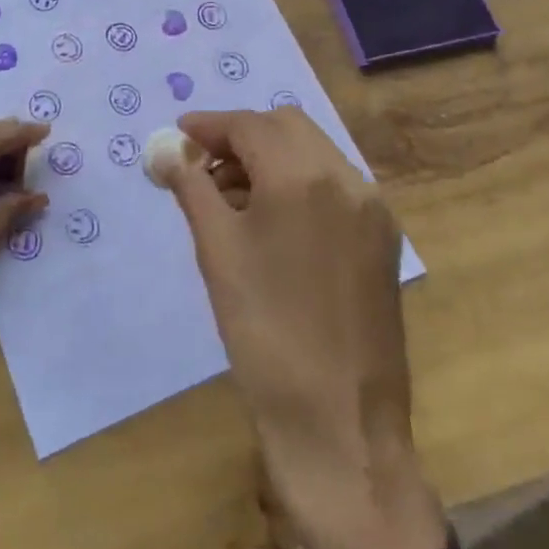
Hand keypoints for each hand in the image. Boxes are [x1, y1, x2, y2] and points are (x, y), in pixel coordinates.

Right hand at [158, 107, 479, 548]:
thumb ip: (191, 187)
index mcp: (304, 177)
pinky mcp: (382, 239)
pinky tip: (270, 220)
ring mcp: (372, 209)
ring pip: (314, 153)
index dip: (209, 126)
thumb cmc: (264, 332)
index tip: (178, 136)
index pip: (250, 126)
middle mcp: (347, 179)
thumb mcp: (217, 252)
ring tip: (230, 198)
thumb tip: (166, 153)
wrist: (338, 423)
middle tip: (202, 167)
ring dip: (270, 158)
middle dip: (241, 137)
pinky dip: (298, 183)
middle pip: (287, 127)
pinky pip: (334, 186)